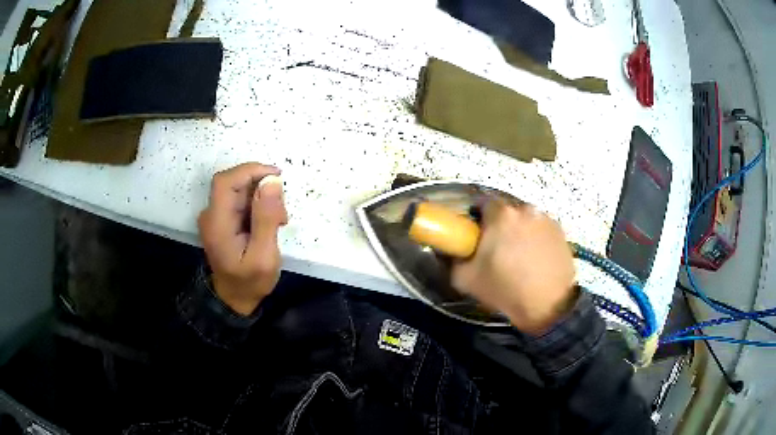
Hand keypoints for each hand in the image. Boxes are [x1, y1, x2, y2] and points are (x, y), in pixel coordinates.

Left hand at [198, 163, 287, 314]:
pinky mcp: (223, 219)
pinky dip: (257, 203)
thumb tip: (272, 182)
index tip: (276, 177)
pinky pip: (240, 200)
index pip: (226, 181)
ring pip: (238, 189)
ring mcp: (216, 217)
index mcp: (217, 223)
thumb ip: (266, 219)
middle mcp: (211, 215)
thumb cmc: (249, 282)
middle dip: (260, 185)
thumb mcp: (264, 256)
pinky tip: (269, 222)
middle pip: (232, 182)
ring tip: (278, 221)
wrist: (234, 299)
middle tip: (281, 210)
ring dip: (261, 196)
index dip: (250, 171)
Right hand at [452, 200, 576, 334]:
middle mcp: (525, 209)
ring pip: (525, 220)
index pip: (481, 202)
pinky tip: (535, 260)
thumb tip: (452, 251)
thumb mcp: (466, 280)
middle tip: (496, 249)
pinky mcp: (561, 231)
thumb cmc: (505, 289)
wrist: (548, 305)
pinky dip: (536, 239)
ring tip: (519, 257)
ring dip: (519, 232)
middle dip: (499, 226)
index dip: (476, 218)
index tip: (475, 235)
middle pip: (505, 211)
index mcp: (501, 214)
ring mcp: (546, 219)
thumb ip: (453, 260)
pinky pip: (541, 229)